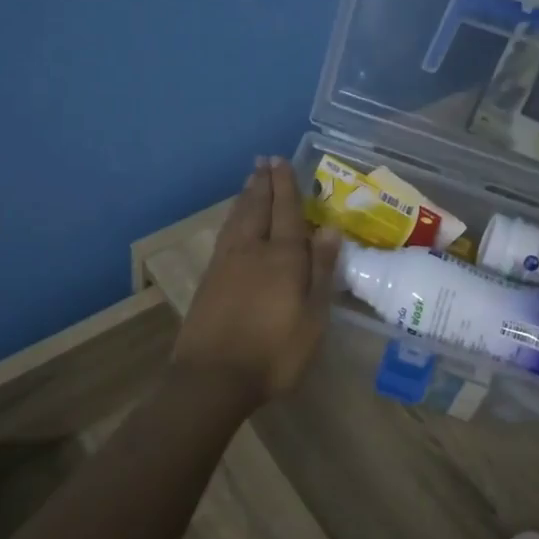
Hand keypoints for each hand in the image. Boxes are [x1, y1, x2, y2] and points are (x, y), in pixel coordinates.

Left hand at [171, 156, 341, 405]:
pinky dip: (232, 217)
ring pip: (237, 218)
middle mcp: (252, 250)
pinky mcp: (209, 279)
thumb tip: (329, 229)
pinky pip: (225, 234)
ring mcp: (226, 263)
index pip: (286, 211)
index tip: (282, 161)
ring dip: (246, 196)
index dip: (286, 185)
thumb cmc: (273, 353)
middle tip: (264, 160)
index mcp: (282, 257)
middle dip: (263, 183)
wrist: (212, 378)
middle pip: (257, 208)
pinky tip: (233, 220)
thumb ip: (320, 271)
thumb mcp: (312, 318)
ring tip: (251, 179)